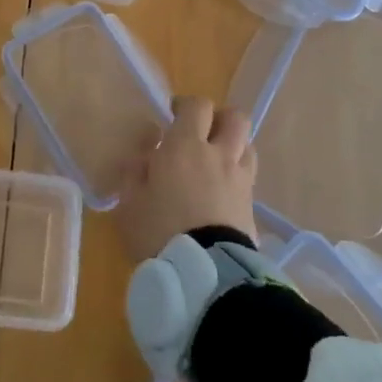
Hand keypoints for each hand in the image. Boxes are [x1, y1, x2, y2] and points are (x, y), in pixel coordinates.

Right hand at [114, 96, 256, 263]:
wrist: (205, 275)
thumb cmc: (159, 232)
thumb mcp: (129, 203)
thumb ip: (134, 172)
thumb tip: (145, 155)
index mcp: (185, 146)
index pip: (197, 106)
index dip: (186, 106)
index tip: (172, 117)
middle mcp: (218, 154)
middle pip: (235, 118)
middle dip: (219, 119)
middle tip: (201, 133)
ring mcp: (240, 180)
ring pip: (248, 145)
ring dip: (233, 145)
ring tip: (216, 161)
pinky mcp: (252, 206)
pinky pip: (248, 177)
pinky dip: (238, 176)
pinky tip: (222, 192)